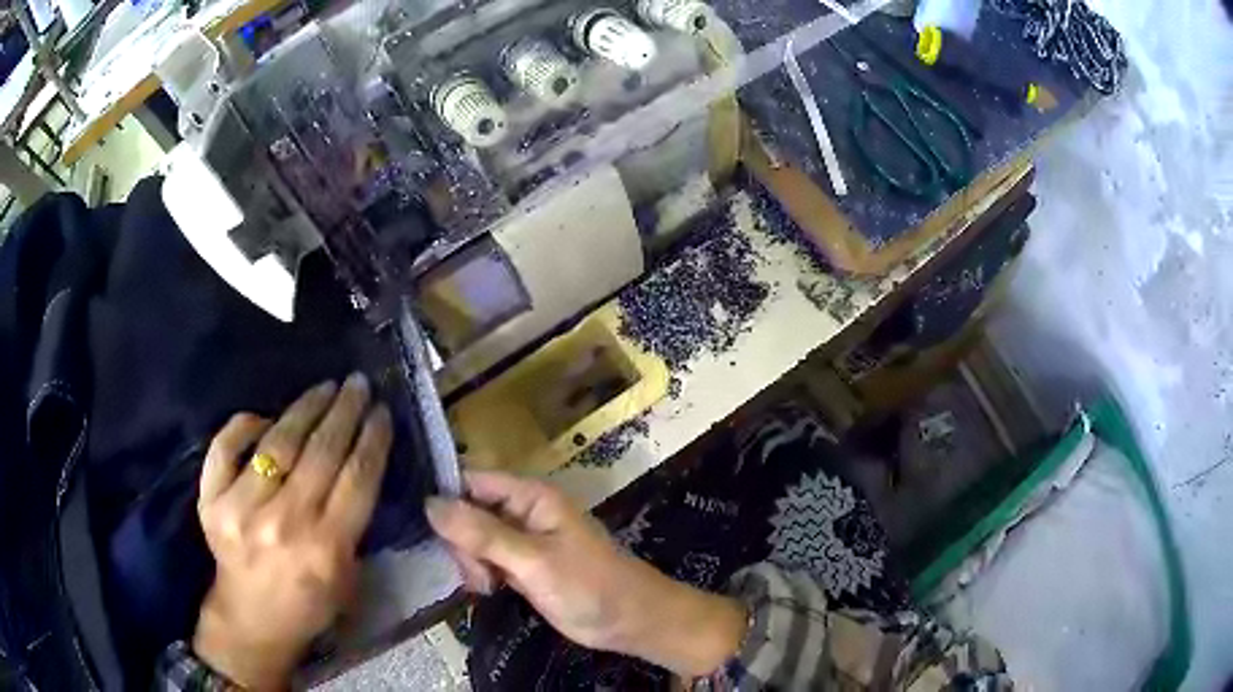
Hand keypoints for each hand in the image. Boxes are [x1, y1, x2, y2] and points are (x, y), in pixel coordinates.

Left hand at [193, 374, 391, 689]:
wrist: (252, 618)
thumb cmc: (309, 603)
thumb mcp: (348, 577)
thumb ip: (353, 525)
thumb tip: (357, 464)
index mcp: (326, 548)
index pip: (357, 478)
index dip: (372, 438)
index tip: (382, 410)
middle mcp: (284, 523)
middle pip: (321, 452)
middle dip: (345, 411)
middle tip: (357, 384)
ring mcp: (241, 509)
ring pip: (278, 443)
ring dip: (305, 408)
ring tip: (324, 388)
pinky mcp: (210, 501)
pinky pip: (226, 446)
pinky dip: (245, 424)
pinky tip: (265, 417)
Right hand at [426, 471, 747, 677]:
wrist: (631, 622)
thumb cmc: (590, 586)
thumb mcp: (533, 560)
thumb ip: (483, 533)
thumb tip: (429, 503)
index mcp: (529, 496)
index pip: (471, 480)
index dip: (445, 497)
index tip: (423, 527)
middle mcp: (521, 512)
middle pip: (467, 512)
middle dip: (462, 541)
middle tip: (477, 573)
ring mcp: (520, 541)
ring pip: (472, 539)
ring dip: (470, 562)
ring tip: (487, 586)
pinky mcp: (520, 566)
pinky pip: (484, 560)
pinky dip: (480, 574)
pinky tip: (488, 591)